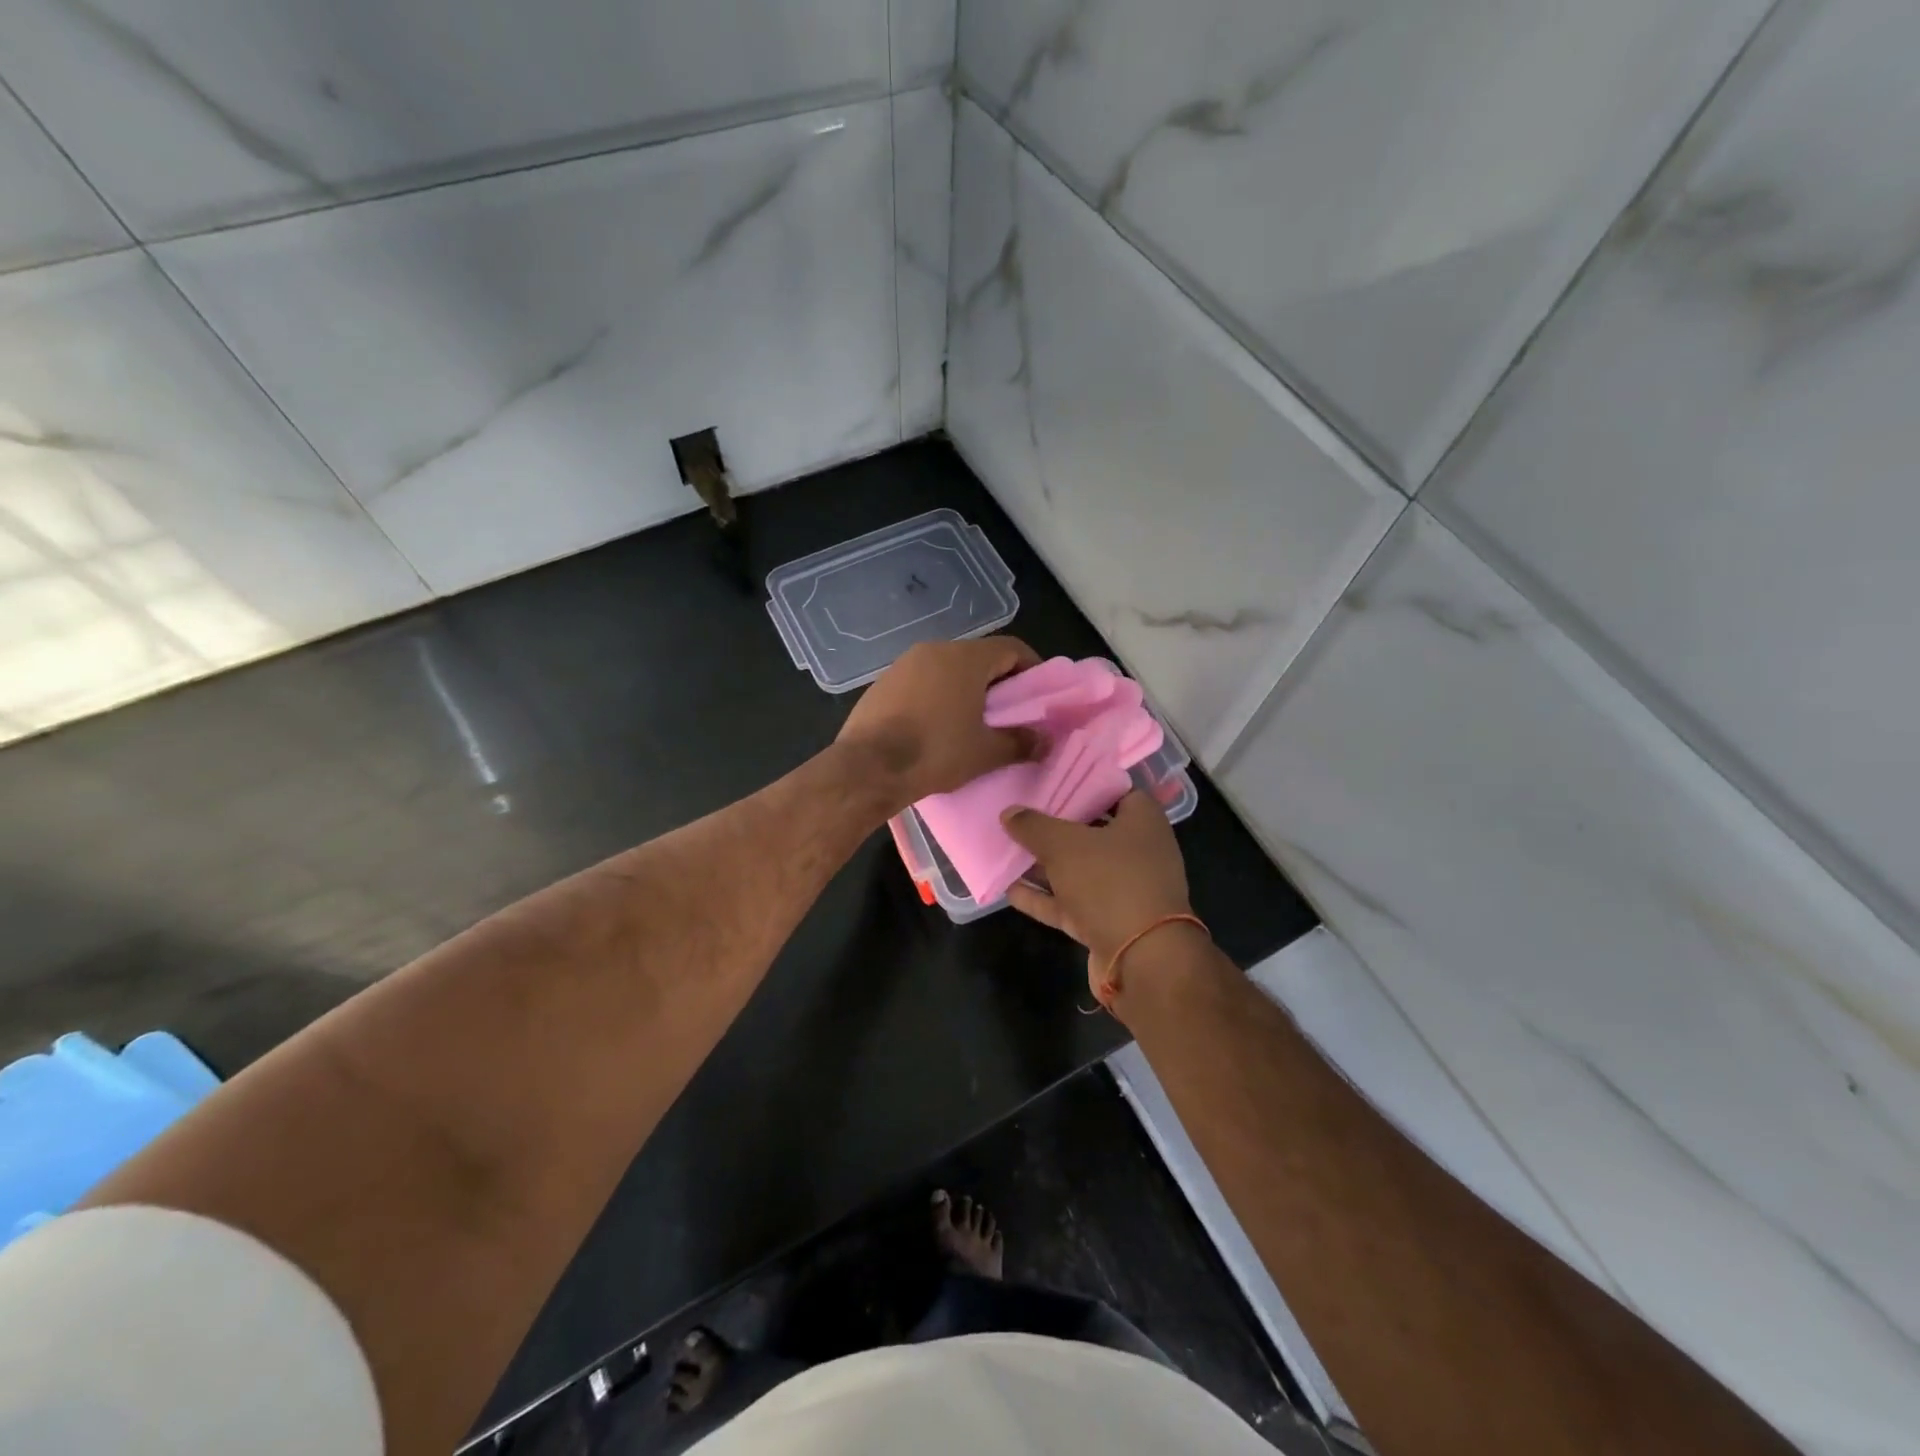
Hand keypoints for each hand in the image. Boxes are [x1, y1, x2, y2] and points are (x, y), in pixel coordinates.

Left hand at [835, 636, 1041, 811]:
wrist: (869, 767)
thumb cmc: (936, 752)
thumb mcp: (986, 752)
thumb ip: (1021, 742)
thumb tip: (1045, 741)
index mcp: (965, 658)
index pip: (1011, 648)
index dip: (1032, 668)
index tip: (1039, 694)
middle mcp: (934, 649)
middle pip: (978, 657)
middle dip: (998, 681)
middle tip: (1009, 712)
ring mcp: (904, 664)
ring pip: (947, 668)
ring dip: (965, 689)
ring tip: (973, 721)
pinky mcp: (882, 682)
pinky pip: (921, 681)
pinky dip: (937, 695)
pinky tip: (936, 725)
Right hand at [1001, 790, 1192, 970]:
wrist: (1142, 959)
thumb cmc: (1110, 882)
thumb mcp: (1065, 845)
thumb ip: (1034, 826)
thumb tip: (1009, 812)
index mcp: (1142, 821)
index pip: (1114, 791)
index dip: (1082, 786)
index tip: (1050, 783)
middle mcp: (1138, 852)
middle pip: (1093, 831)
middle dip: (1057, 826)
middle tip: (1021, 814)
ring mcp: (1124, 890)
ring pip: (1079, 870)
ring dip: (1045, 865)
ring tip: (1007, 850)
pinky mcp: (1108, 922)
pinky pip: (1071, 903)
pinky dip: (1044, 897)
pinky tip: (1010, 890)